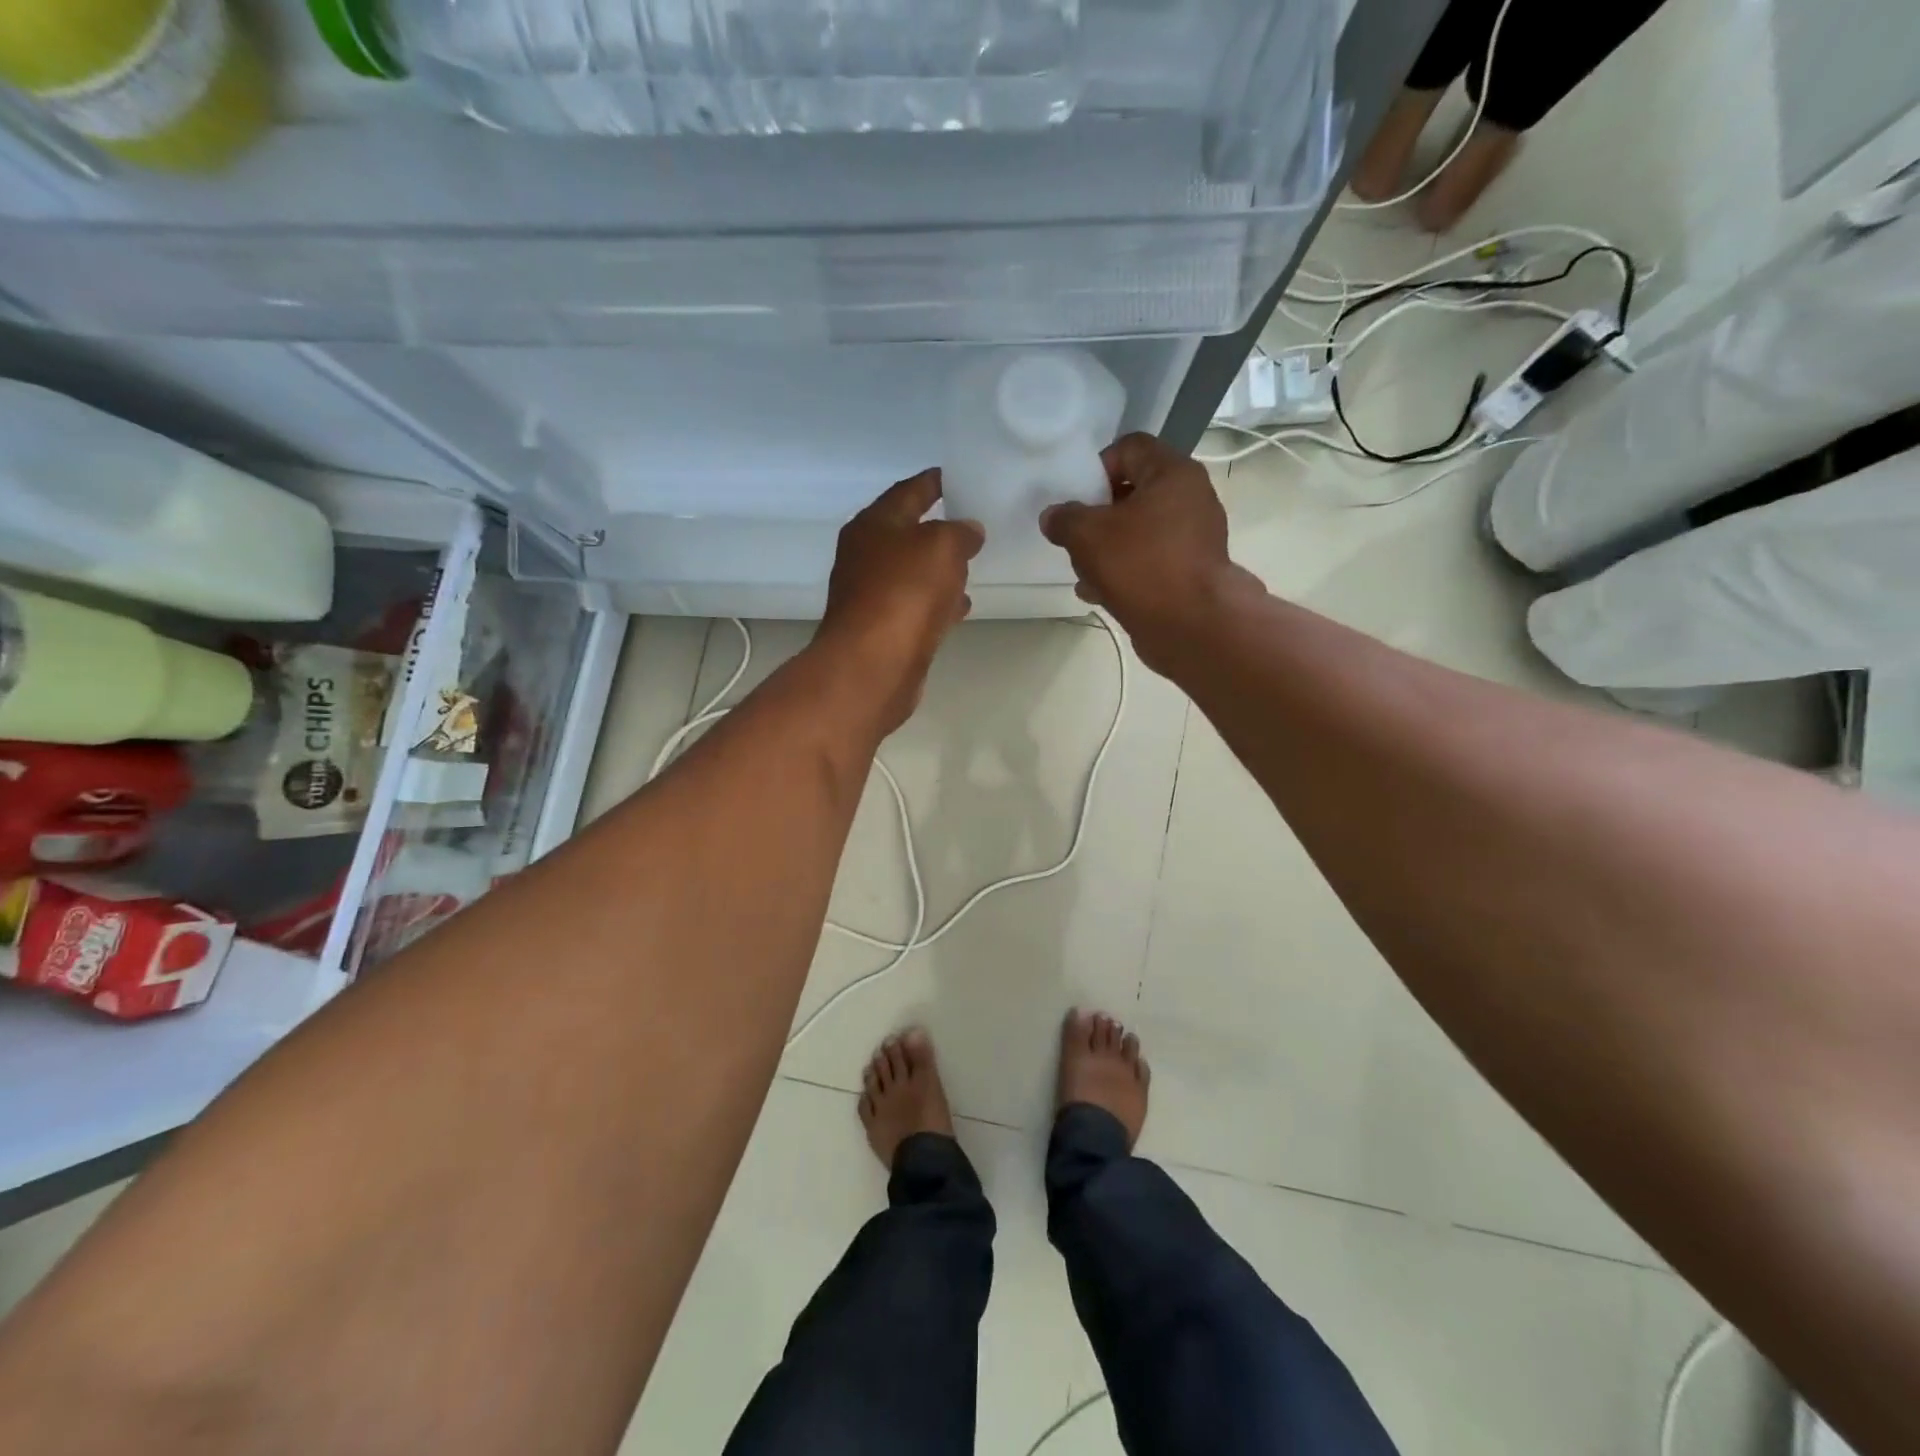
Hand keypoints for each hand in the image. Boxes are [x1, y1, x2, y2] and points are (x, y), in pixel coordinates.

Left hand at [819, 470, 984, 733]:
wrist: (874, 665)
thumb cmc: (905, 592)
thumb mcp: (942, 546)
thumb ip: (960, 532)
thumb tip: (968, 531)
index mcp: (873, 524)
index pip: (908, 491)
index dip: (934, 482)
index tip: (958, 477)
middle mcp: (866, 556)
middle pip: (907, 533)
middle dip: (938, 529)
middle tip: (972, 523)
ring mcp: (871, 595)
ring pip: (912, 572)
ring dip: (939, 569)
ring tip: (972, 565)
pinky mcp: (883, 630)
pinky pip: (916, 606)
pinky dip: (937, 602)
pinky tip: (960, 606)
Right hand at [1039, 433, 1238, 664]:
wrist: (1191, 626)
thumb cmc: (1141, 565)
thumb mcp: (1087, 535)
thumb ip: (1064, 519)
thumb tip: (1053, 516)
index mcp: (1173, 473)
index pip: (1129, 447)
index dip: (1097, 467)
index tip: (1077, 498)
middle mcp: (1190, 498)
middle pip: (1133, 492)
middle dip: (1098, 515)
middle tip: (1076, 537)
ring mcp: (1194, 538)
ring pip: (1138, 531)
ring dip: (1107, 549)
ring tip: (1084, 572)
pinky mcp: (1190, 572)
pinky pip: (1149, 561)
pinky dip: (1125, 572)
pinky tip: (1099, 593)